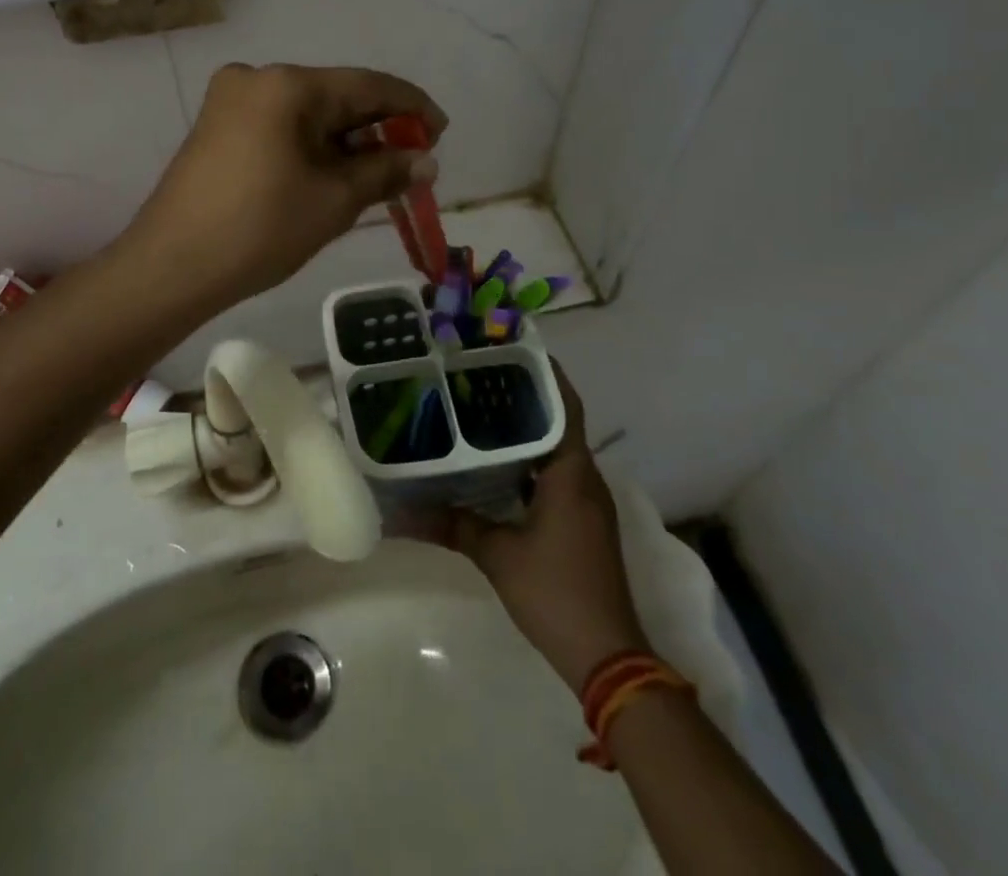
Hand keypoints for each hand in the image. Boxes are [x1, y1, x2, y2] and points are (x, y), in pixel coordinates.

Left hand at [122, 64, 444, 309]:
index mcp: (287, 84)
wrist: (171, 266)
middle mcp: (256, 78)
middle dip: (377, 129)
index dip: (411, 107)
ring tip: (378, 174)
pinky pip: (280, 127)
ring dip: (345, 141)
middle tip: (413, 162)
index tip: (441, 132)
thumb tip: (426, 162)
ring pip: (306, 114)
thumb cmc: (260, 229)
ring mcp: (230, 101)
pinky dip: (312, 147)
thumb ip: (385, 171)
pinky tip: (333, 172)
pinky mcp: (217, 127)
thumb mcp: (334, 200)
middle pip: (335, 96)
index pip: (368, 85)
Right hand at [416, 365, 648, 691]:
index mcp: (572, 473)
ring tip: (482, 410)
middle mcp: (586, 479)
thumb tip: (398, 515)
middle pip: (560, 422)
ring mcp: (588, 502)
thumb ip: (452, 526)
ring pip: (558, 450)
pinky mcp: (584, 522)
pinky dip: (531, 461)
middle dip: (526, 397)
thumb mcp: (497, 556)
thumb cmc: (555, 593)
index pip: (565, 406)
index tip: (512, 349)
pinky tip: (497, 464)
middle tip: (480, 376)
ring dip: (528, 431)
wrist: (609, 658)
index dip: (545, 374)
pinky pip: (558, 474)